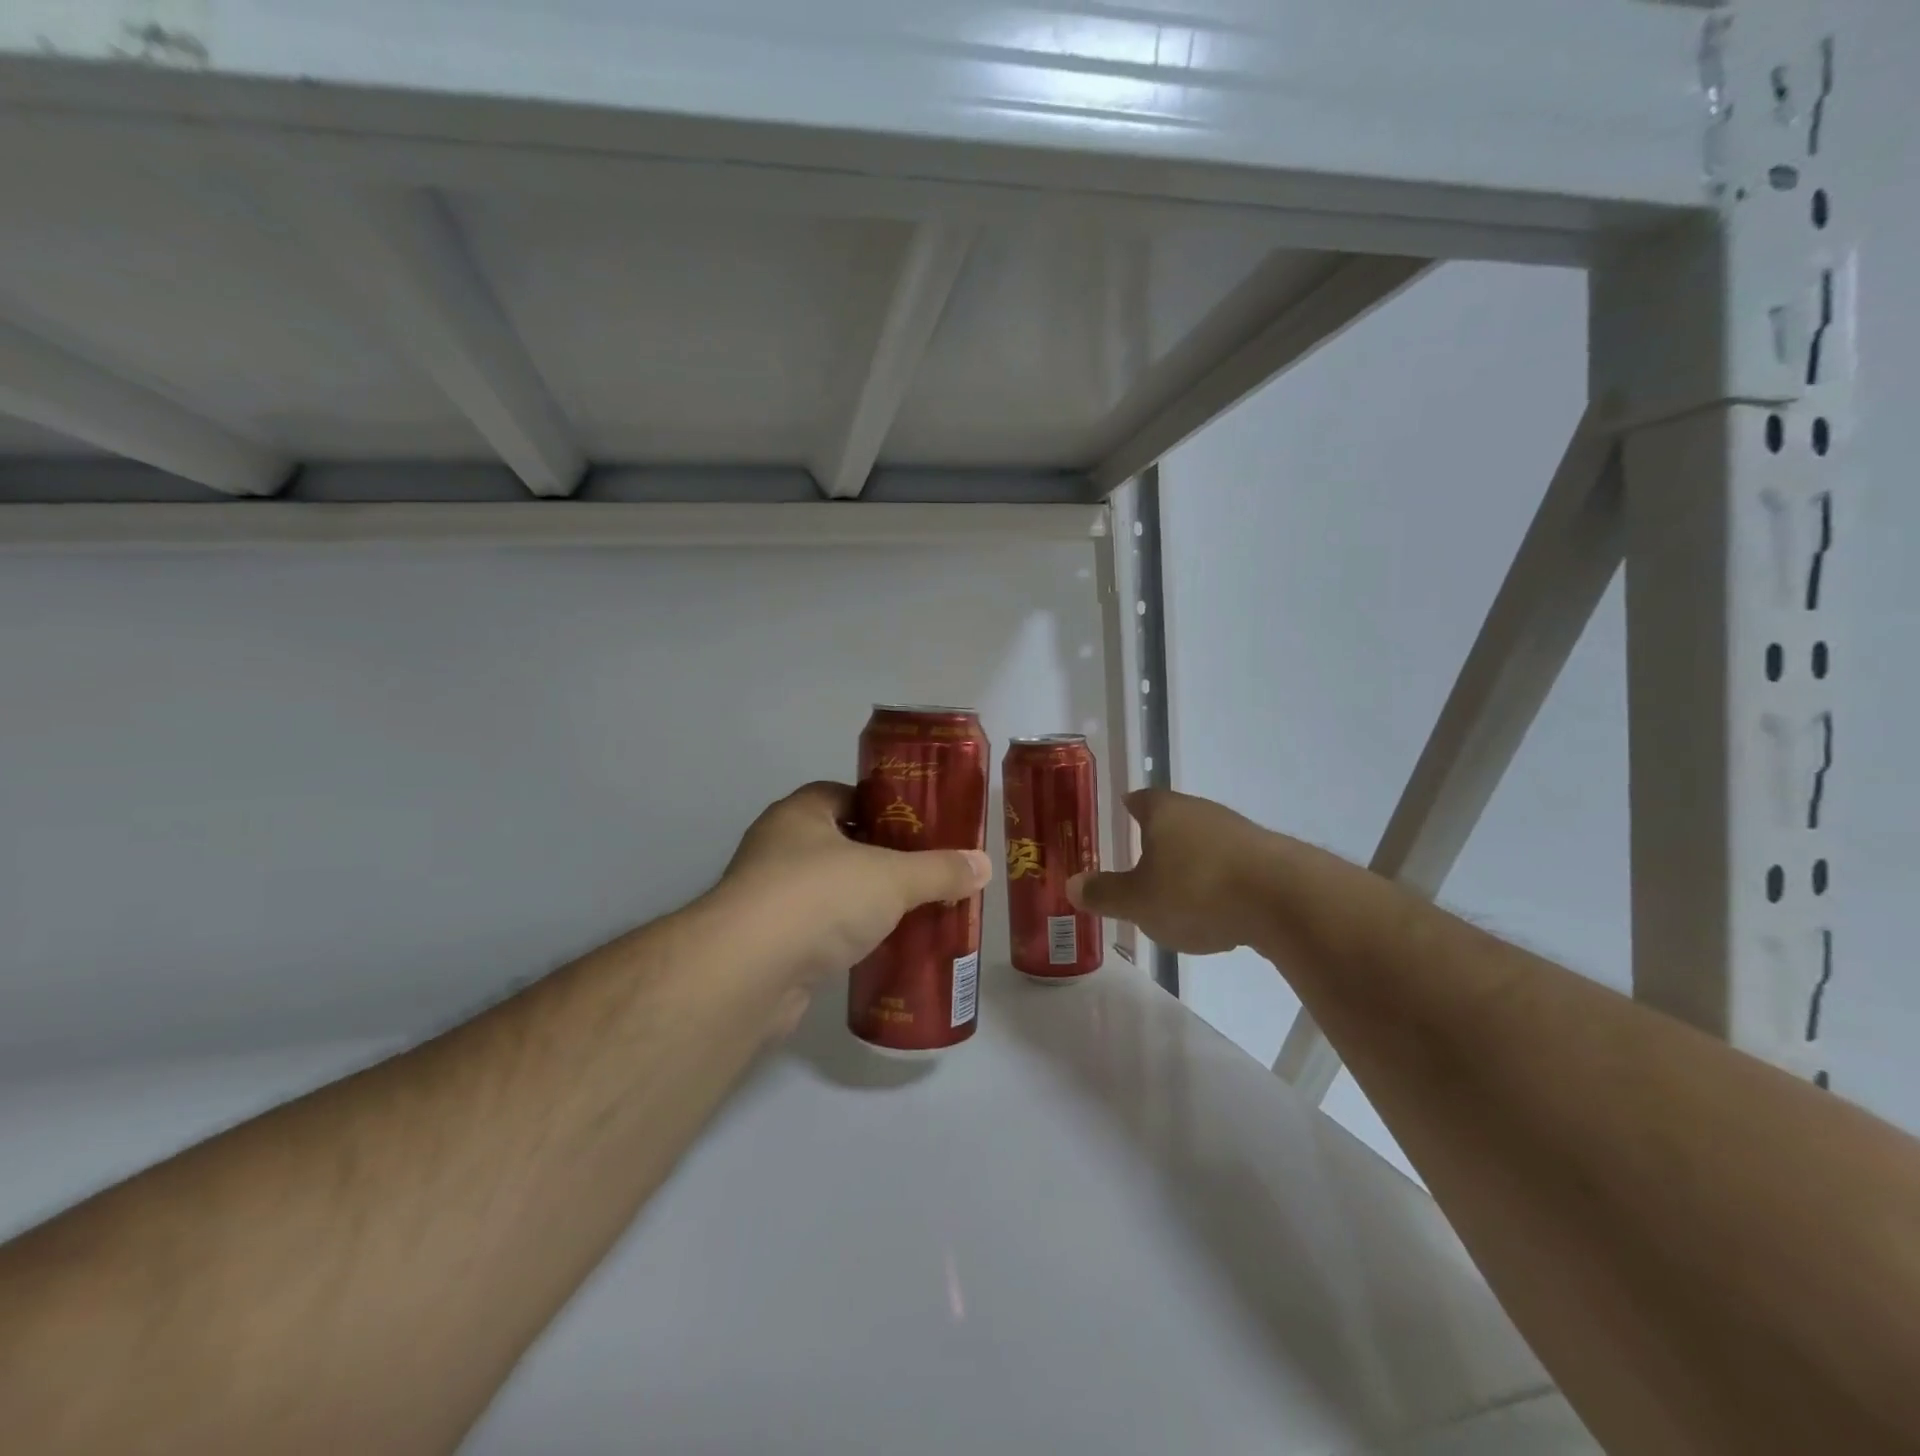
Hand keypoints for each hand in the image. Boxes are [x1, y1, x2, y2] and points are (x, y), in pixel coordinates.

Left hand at [717, 781, 991, 1004]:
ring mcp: (769, 898)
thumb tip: (983, 865)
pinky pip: (819, 931)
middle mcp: (778, 848)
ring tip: (912, 910)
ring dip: (863, 901)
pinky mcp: (770, 945)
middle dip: (880, 857)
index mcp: (800, 814)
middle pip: (839, 844)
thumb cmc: (819, 898)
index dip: (881, 806)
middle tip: (925, 870)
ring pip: (829, 890)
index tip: (917, 825)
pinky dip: (847, 937)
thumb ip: (938, 870)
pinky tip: (881, 949)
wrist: (749, 973)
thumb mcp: (892, 877)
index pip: (843, 795)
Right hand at [1067, 789, 1267, 954]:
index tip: (1123, 810)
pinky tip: (1218, 908)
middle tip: (1142, 857)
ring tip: (1178, 889)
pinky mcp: (1269, 858)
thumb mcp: (1138, 901)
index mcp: (1164, 811)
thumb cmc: (1195, 890)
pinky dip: (1220, 880)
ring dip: (1192, 860)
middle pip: (1174, 817)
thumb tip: (1071, 884)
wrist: (1283, 899)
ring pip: (1205, 840)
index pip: (1141, 799)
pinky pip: (1232, 864)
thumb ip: (1104, 893)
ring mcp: (1239, 832)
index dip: (1130, 805)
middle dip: (1159, 836)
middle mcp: (1201, 811)